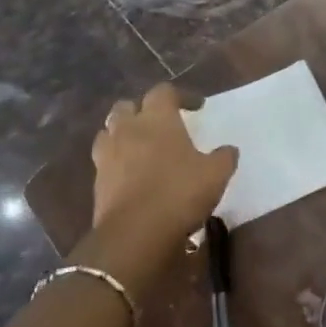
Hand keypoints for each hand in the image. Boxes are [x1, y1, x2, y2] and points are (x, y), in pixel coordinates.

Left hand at [90, 83, 236, 246]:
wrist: (135, 235)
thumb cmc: (179, 193)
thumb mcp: (215, 175)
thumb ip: (224, 157)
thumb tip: (229, 150)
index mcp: (157, 119)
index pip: (164, 91)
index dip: (181, 96)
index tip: (197, 108)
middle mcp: (128, 129)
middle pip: (127, 106)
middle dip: (142, 110)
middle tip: (160, 123)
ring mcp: (107, 155)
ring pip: (109, 131)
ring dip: (124, 134)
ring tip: (140, 146)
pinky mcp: (96, 182)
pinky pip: (104, 161)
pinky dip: (117, 162)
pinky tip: (132, 175)